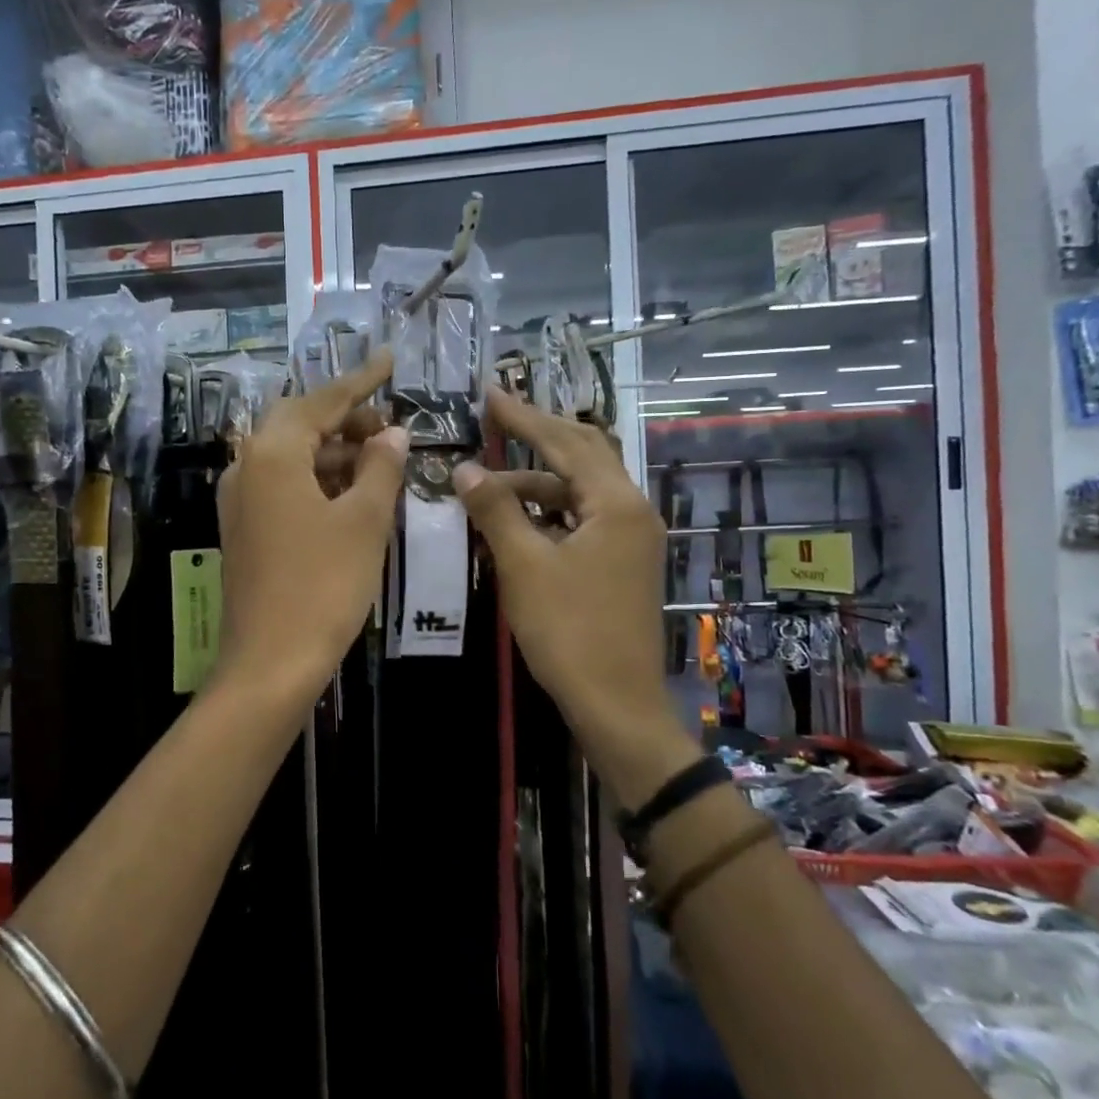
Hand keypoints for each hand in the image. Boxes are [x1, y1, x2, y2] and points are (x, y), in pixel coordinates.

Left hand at [214, 349, 407, 703]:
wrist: (270, 661)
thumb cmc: (323, 585)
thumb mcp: (364, 521)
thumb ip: (380, 468)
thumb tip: (393, 434)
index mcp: (272, 453)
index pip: (321, 401)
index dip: (361, 381)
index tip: (391, 359)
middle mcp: (246, 466)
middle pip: (299, 423)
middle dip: (346, 418)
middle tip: (390, 424)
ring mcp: (239, 500)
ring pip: (290, 456)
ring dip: (333, 451)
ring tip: (380, 459)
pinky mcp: (243, 528)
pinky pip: (282, 485)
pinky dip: (317, 480)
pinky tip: (350, 494)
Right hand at [453, 386, 689, 805]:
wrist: (616, 703)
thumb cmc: (569, 632)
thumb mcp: (524, 566)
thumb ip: (495, 510)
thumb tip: (465, 469)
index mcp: (616, 503)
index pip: (565, 442)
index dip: (524, 417)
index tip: (489, 394)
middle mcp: (632, 510)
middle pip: (584, 455)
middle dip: (538, 435)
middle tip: (496, 418)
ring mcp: (632, 538)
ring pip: (582, 490)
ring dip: (538, 481)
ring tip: (487, 486)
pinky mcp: (623, 563)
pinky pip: (585, 518)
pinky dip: (550, 510)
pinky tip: (518, 518)